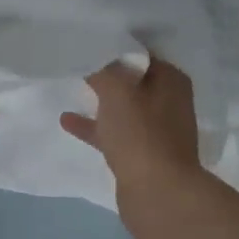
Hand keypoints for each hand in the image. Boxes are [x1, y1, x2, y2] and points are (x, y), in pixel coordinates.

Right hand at [60, 58, 212, 238]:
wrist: (158, 196)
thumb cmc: (140, 134)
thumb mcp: (116, 91)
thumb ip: (101, 68)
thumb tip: (91, 54)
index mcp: (171, 80)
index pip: (142, 53)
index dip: (116, 46)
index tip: (89, 41)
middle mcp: (169, 102)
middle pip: (133, 80)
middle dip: (108, 73)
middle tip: (78, 60)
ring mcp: (156, 132)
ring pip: (124, 108)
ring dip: (100, 100)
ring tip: (71, 86)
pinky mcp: (142, 156)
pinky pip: (115, 132)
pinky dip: (94, 126)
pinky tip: (67, 121)